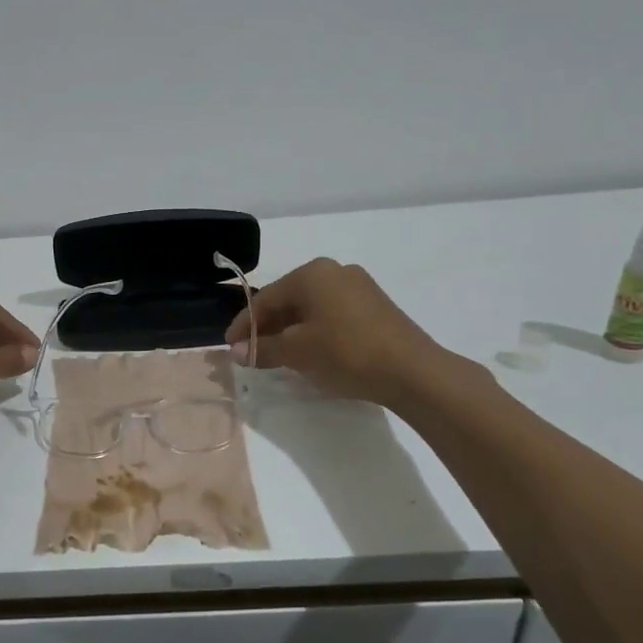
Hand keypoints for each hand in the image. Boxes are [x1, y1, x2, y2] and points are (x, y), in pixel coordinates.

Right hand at [224, 257, 453, 407]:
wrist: (412, 371)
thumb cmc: (346, 353)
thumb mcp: (297, 352)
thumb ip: (263, 349)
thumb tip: (235, 351)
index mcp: (311, 274)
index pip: (265, 299)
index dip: (244, 325)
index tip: (230, 346)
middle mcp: (333, 271)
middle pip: (288, 300)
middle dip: (267, 327)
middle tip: (251, 352)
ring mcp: (358, 286)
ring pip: (311, 308)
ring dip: (291, 330)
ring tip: (278, 355)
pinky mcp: (375, 306)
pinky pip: (332, 314)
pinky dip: (315, 330)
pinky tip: (310, 351)